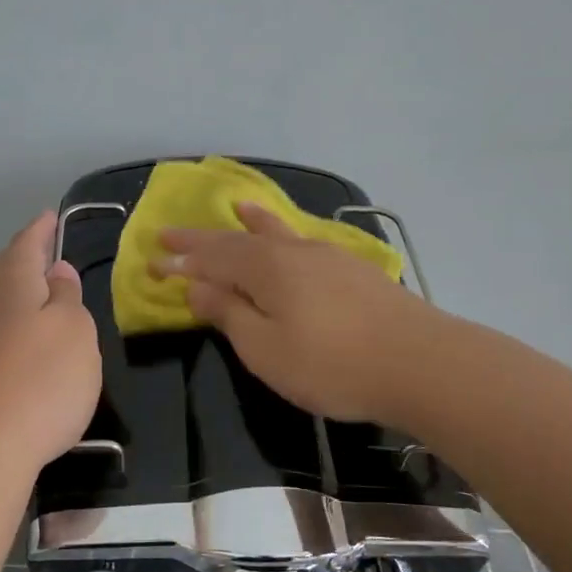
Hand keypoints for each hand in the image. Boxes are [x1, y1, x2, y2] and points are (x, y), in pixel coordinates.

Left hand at [0, 210, 101, 475]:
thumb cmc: (41, 381)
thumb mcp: (76, 332)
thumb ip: (67, 297)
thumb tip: (55, 273)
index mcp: (9, 281)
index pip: (27, 243)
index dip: (42, 230)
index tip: (51, 217)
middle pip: (4, 271)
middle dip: (26, 262)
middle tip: (49, 258)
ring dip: (16, 298)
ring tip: (40, 302)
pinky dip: (7, 329)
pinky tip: (19, 347)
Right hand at [152, 202, 438, 423]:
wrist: (421, 363)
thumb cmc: (331, 364)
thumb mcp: (265, 349)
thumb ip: (229, 313)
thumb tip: (196, 286)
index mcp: (266, 268)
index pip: (211, 259)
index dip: (181, 261)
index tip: (151, 261)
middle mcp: (294, 252)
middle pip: (240, 241)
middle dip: (204, 240)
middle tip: (172, 233)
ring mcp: (329, 258)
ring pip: (279, 233)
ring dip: (252, 223)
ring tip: (239, 207)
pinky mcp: (356, 272)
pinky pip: (305, 243)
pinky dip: (287, 235)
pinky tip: (294, 240)